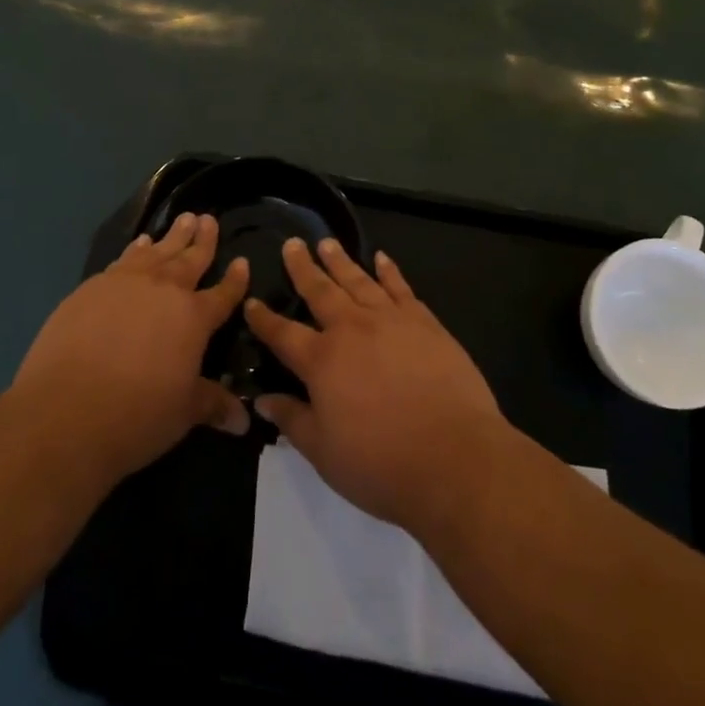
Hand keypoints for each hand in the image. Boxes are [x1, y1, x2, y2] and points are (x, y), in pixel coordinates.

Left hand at [9, 213, 249, 489]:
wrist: (66, 411)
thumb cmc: (137, 415)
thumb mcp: (183, 413)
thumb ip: (212, 404)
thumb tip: (244, 420)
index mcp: (194, 317)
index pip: (223, 293)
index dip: (235, 279)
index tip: (243, 261)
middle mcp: (164, 290)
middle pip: (190, 258)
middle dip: (202, 239)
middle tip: (208, 219)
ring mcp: (125, 284)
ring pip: (156, 251)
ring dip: (171, 236)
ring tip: (182, 219)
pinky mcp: (91, 288)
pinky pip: (122, 261)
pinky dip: (135, 250)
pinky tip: (137, 245)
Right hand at [243, 238, 506, 534]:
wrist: (453, 455)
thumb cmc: (381, 463)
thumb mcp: (323, 453)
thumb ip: (292, 420)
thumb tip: (262, 399)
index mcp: (322, 361)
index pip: (283, 333)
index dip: (264, 319)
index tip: (251, 301)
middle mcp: (352, 329)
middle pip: (320, 291)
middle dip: (303, 268)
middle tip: (292, 244)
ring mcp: (390, 320)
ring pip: (358, 281)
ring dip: (340, 261)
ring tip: (327, 242)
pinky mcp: (424, 321)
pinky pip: (400, 287)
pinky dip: (389, 270)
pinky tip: (381, 258)